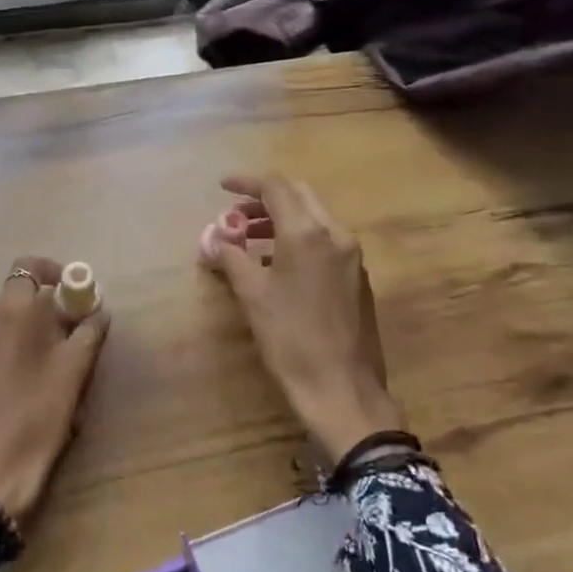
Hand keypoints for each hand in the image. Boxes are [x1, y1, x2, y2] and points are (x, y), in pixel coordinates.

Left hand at [0, 256, 110, 522]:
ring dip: (17, 333)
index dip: (53, 272)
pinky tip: (8, 386)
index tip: (72, 293)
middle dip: (39, 310)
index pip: (29, 267)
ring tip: (36, 369)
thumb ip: (88, 332)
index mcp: (13, 310)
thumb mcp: (73, 373)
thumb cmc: (37, 417)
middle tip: (63, 339)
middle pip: (13, 298)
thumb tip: (98, 311)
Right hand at [207, 175, 403, 463]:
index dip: (246, 183)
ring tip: (247, 240)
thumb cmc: (290, 339)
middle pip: (299, 196)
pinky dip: (297, 238)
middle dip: (264, 199)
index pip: (276, 188)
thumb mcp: (252, 296)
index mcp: (308, 233)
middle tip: (234, 214)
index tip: (222, 187)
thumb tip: (216, 240)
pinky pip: (324, 240)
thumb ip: (232, 258)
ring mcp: (351, 255)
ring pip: (313, 217)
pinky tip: (275, 263)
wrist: (341, 388)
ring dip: (280, 219)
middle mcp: (335, 234)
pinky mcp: (357, 276)